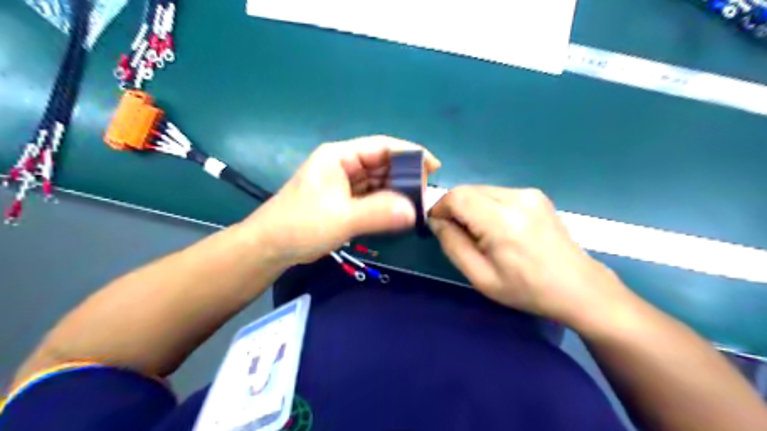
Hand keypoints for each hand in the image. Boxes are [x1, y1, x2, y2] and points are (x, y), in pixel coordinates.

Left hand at [242, 136, 439, 265]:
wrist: (270, 247)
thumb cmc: (300, 225)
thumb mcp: (341, 218)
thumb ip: (378, 212)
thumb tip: (414, 210)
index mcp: (339, 156)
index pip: (382, 146)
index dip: (410, 153)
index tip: (434, 166)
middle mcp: (343, 164)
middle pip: (382, 163)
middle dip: (406, 176)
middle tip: (426, 194)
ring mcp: (343, 183)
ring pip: (378, 181)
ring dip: (397, 191)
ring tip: (417, 204)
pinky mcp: (343, 200)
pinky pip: (371, 196)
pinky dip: (386, 202)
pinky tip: (399, 212)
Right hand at [428, 184, 624, 326]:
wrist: (578, 287)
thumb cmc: (527, 289)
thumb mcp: (481, 277)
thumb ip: (453, 245)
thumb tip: (436, 221)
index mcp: (502, 221)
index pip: (457, 196)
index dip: (440, 207)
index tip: (437, 226)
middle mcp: (516, 198)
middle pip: (468, 190)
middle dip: (454, 208)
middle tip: (456, 234)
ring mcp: (529, 193)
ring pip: (482, 190)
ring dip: (471, 207)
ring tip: (479, 234)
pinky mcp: (536, 195)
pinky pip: (498, 194)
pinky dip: (487, 207)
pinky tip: (497, 228)